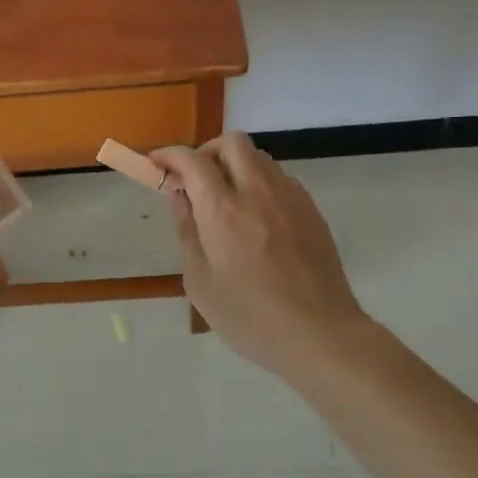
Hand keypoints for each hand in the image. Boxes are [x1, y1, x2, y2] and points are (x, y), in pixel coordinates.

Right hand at [153, 133, 378, 382]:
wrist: (321, 335)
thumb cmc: (250, 317)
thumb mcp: (201, 282)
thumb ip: (187, 230)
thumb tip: (178, 195)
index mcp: (223, 210)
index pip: (192, 160)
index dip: (168, 155)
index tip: (156, 164)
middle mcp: (257, 192)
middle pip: (231, 143)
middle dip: (206, 152)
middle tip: (194, 181)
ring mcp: (290, 198)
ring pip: (259, 157)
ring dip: (235, 166)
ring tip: (225, 200)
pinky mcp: (311, 210)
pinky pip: (280, 178)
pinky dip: (259, 183)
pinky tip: (257, 218)